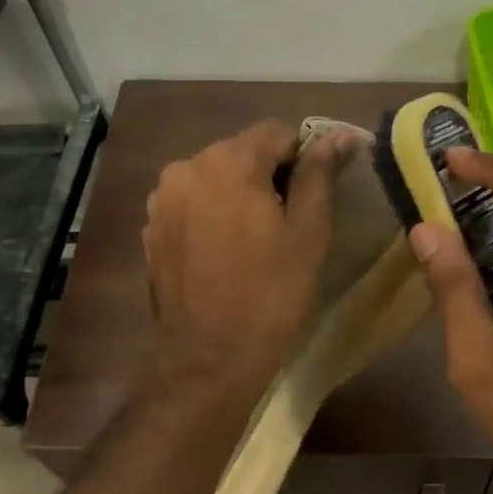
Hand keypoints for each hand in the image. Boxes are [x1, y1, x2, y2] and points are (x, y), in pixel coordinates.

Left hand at [143, 119, 356, 401]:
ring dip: (239, 196)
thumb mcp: (308, 232)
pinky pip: (192, 205)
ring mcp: (162, 200)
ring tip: (256, 241)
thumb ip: (320, 175)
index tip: (314, 196)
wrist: (210, 360)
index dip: (302, 158)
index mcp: (227, 161)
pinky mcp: (152, 229)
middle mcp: (186, 168)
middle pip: (241, 153)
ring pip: (215, 179)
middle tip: (289, 223)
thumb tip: (340, 136)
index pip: (276, 133)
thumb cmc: (271, 294)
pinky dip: (213, 216)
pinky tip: (225, 254)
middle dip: (268, 176)